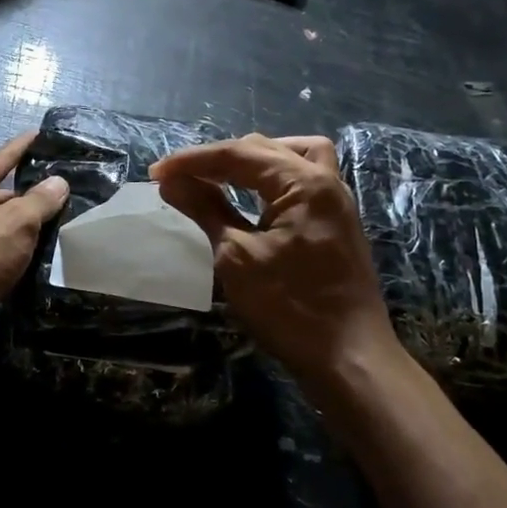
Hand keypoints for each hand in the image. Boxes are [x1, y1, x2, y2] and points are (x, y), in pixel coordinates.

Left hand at [0, 132, 68, 334]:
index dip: (22, 146)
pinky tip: (13, 255)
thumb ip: (40, 200)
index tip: (39, 135)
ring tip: (39, 230)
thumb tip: (57, 181)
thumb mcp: (18, 224)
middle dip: (21, 195)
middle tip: (51, 199)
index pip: (0, 157)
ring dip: (9, 222)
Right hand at [151, 134, 395, 377]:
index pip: (238, 154)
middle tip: (180, 177)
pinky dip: (274, 178)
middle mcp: (325, 181)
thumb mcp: (237, 257)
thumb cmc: (289, 308)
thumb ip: (205, 209)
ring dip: (252, 160)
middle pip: (264, 148)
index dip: (193, 160)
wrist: (350, 359)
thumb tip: (171, 180)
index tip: (156, 172)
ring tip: (220, 176)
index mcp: (303, 183)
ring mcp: (336, 201)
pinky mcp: (336, 222)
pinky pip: (304, 179)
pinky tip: (254, 195)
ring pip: (291, 156)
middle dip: (218, 158)